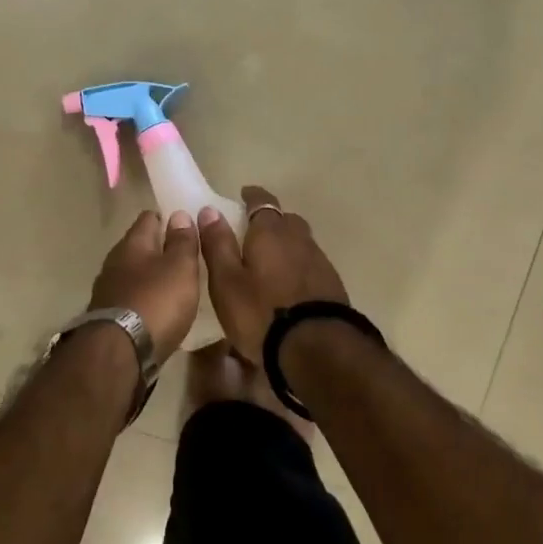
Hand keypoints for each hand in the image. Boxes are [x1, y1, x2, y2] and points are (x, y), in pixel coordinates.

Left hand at [87, 210, 200, 364]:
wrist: (119, 354)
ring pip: (133, 273)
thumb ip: (182, 241)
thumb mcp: (180, 268)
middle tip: (185, 256)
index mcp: (132, 243)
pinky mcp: (107, 316)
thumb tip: (179, 214)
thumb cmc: (156, 302)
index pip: (149, 217)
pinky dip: (144, 298)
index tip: (186, 224)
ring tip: (175, 284)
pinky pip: (130, 297)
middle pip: (139, 246)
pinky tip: (158, 309)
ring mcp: (107, 290)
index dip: (167, 218)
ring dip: (151, 276)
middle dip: (159, 248)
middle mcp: (115, 261)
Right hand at [198, 186, 347, 366]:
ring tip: (269, 262)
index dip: (252, 197)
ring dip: (286, 245)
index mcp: (270, 232)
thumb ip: (218, 244)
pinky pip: (310, 264)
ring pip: (300, 242)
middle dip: (270, 221)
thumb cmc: (261, 313)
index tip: (243, 195)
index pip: (262, 201)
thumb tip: (209, 211)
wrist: (318, 348)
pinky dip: (298, 267)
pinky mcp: (332, 284)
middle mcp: (299, 238)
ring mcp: (320, 261)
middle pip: (285, 220)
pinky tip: (289, 286)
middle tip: (253, 233)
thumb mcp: (227, 281)